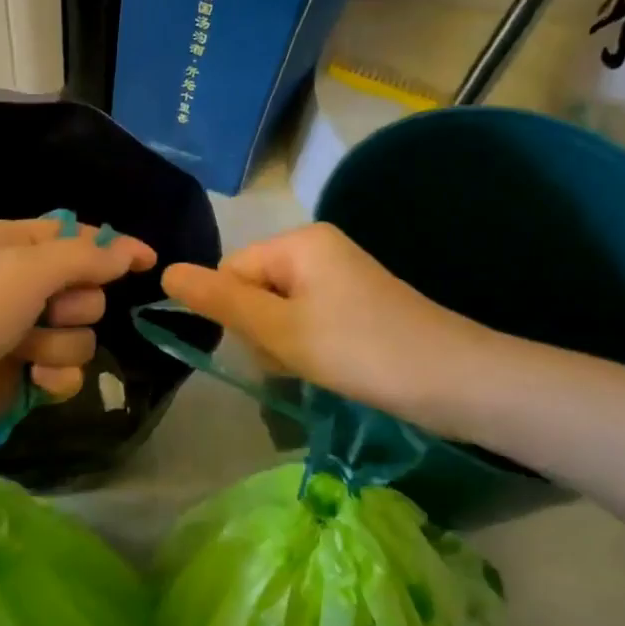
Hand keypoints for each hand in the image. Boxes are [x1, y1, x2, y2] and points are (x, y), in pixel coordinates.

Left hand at [0, 217, 156, 463]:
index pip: (73, 236)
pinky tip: (36, 383)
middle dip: (75, 304)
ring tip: (27, 353)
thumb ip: (84, 258)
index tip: (148, 261)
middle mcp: (13, 284)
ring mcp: (16, 332)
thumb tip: (128, 250)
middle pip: (83, 288)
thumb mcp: (25, 269)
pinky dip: (55, 377)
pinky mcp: (17, 376)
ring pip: (78, 334)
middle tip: (50, 312)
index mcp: (8, 244)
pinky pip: (63, 371)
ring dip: (61, 345)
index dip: (111, 247)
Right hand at [161, 222, 500, 437]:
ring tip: (314, 369)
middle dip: (260, 331)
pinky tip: (327, 369)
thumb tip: (166, 271)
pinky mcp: (356, 304)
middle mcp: (318, 248)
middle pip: (253, 289)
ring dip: (282, 344)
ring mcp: (340, 276)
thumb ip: (221, 301)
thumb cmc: (362, 351)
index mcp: (299, 242)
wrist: (459, 383)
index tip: (264, 346)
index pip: (230, 271)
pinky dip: (306, 347)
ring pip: (277, 310)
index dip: (234, 313)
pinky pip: (306, 320)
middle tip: (294, 360)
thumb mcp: (281, 329)